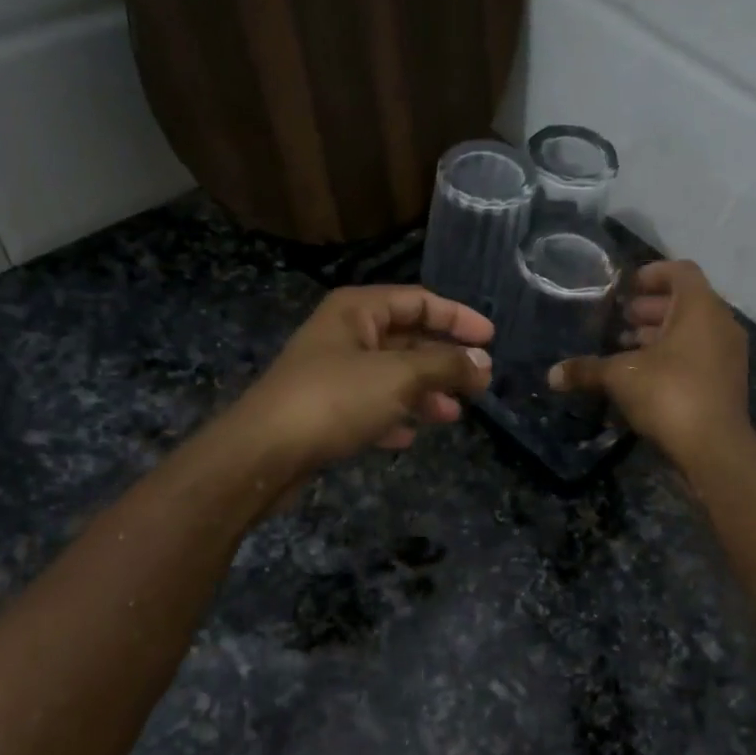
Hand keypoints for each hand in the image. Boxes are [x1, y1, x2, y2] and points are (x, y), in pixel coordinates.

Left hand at [229, 286, 493, 477]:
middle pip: (407, 339)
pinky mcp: (325, 410)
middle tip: (480, 383)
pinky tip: (408, 436)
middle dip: (443, 361)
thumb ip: (445, 366)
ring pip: (391, 376)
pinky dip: (393, 416)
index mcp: (357, 310)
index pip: (418, 301)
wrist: (264, 453)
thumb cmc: (334, 399)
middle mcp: (344, 334)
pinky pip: (371, 406)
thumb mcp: (398, 377)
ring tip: (452, 415)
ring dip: (424, 392)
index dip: (457, 317)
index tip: (491, 339)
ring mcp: (333, 373)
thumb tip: (483, 362)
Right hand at [548, 260, 749, 465]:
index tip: (626, 288)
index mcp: (700, 308)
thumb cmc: (669, 394)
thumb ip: (587, 370)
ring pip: (693, 331)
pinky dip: (674, 355)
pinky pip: (699, 354)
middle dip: (651, 309)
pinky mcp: (727, 381)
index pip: (680, 271)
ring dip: (661, 334)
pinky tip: (645, 375)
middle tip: (620, 321)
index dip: (652, 274)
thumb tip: (551, 375)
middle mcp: (720, 324)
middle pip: (686, 302)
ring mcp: (728, 354)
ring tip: (627, 348)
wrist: (714, 448)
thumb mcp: (620, 377)